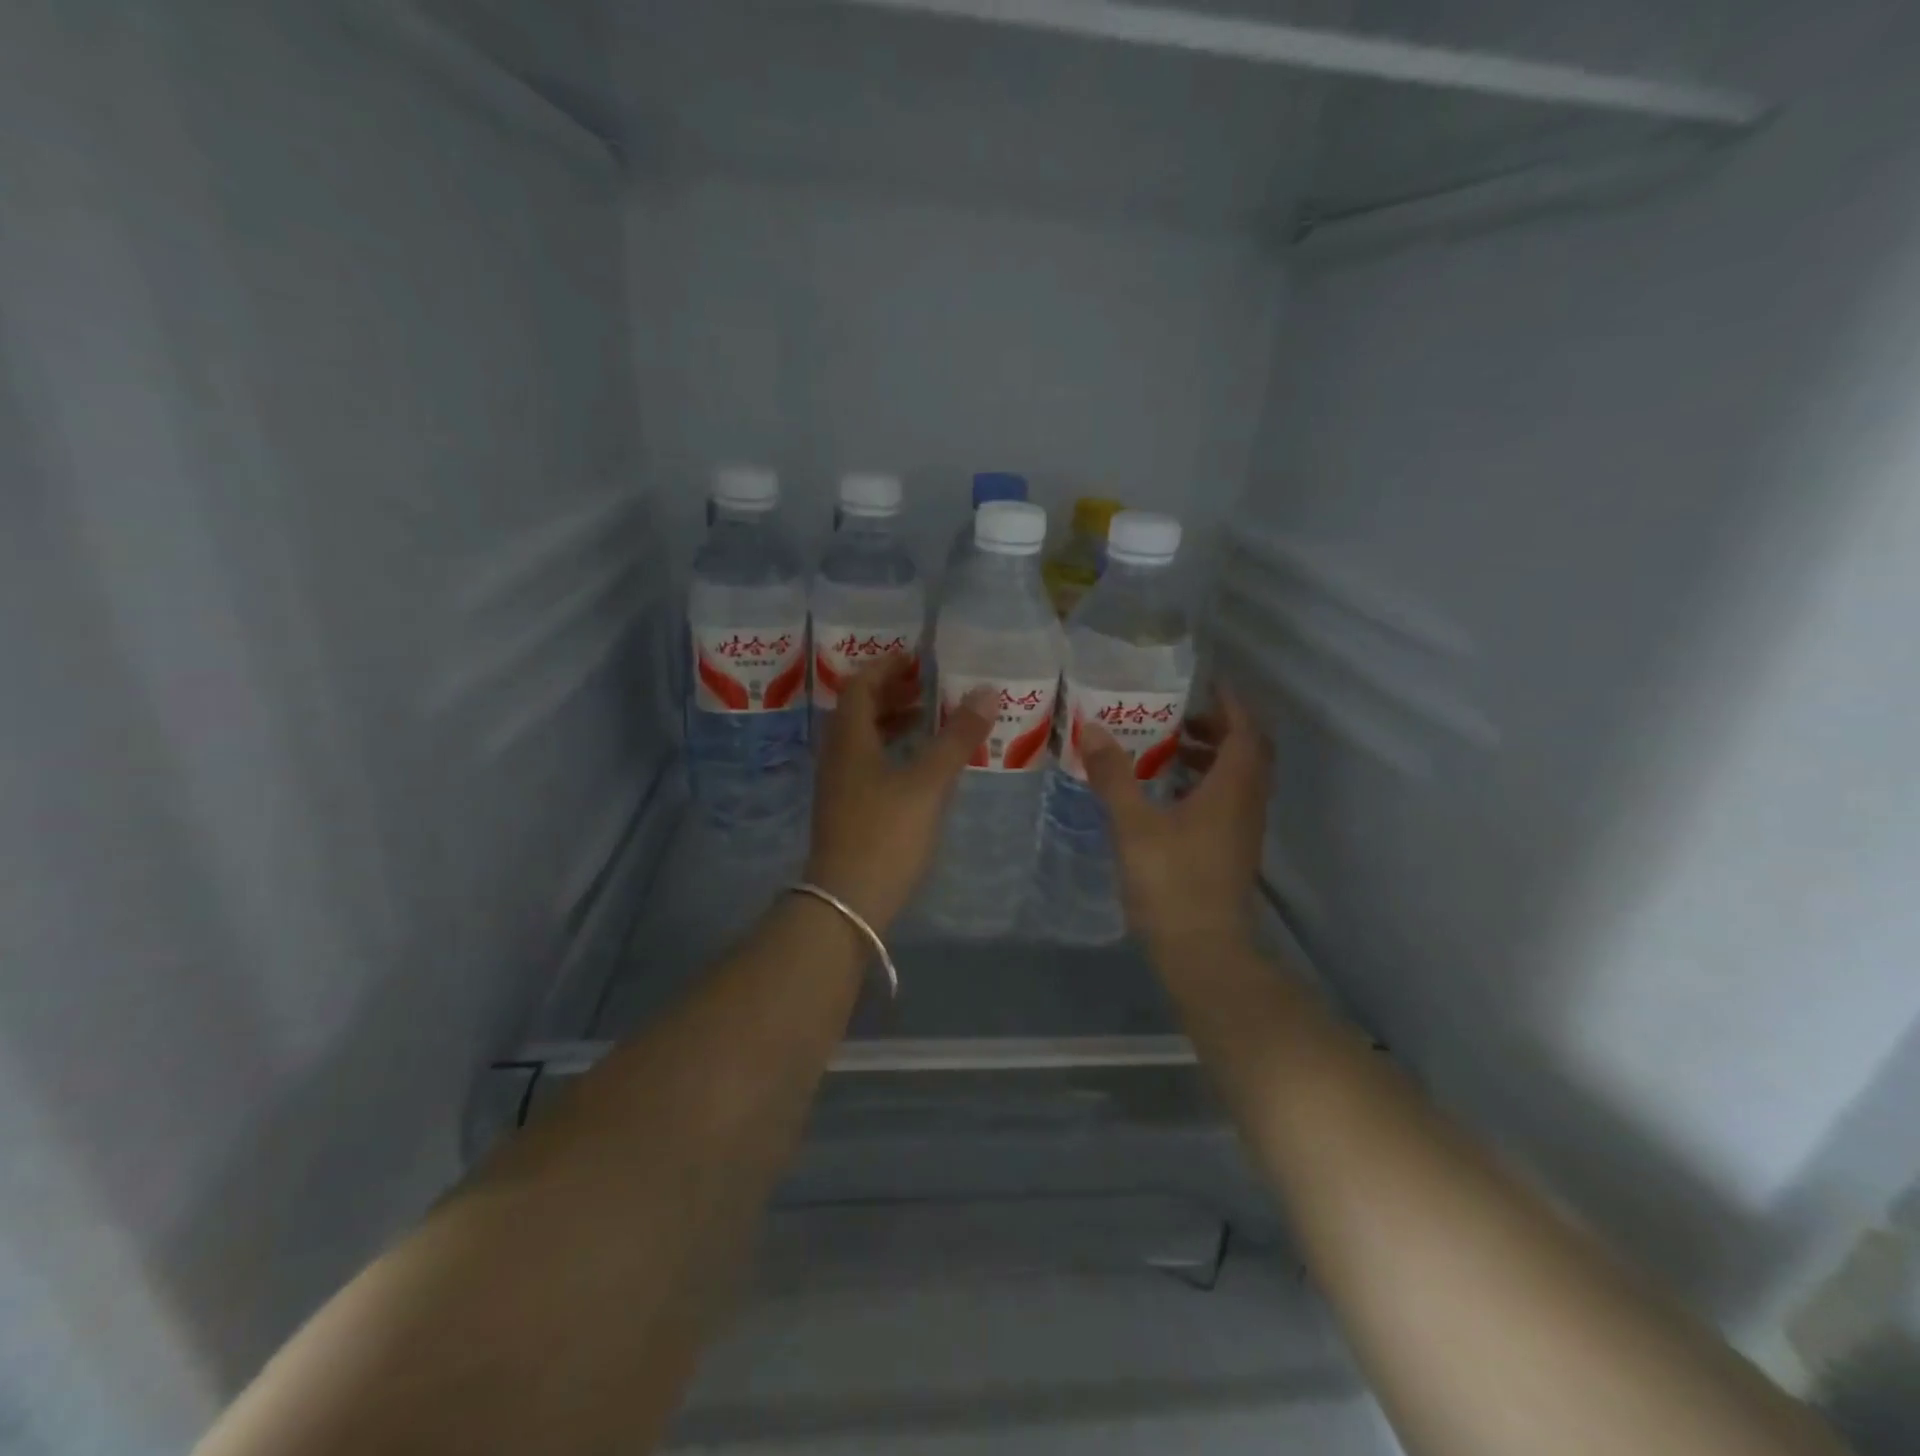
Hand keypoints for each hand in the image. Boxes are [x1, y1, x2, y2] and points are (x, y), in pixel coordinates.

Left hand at [804, 658, 994, 930]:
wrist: (847, 902)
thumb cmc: (886, 834)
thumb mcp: (928, 783)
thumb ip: (957, 737)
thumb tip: (987, 691)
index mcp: (850, 740)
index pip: (860, 686)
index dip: (886, 666)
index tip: (917, 658)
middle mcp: (838, 756)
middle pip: (859, 710)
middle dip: (892, 692)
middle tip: (929, 685)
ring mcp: (839, 786)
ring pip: (863, 739)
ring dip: (892, 722)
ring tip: (929, 719)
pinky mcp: (847, 811)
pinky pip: (868, 764)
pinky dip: (893, 751)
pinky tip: (919, 766)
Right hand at [1080, 684, 1271, 954]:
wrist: (1203, 951)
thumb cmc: (1172, 882)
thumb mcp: (1134, 825)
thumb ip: (1114, 776)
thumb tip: (1093, 729)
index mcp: (1233, 788)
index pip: (1245, 730)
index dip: (1230, 702)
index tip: (1206, 682)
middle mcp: (1247, 803)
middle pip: (1247, 751)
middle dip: (1219, 725)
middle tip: (1180, 713)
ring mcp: (1242, 830)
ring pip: (1238, 777)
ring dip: (1211, 755)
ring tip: (1168, 747)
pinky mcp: (1231, 851)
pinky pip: (1227, 800)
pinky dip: (1205, 783)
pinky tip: (1168, 793)